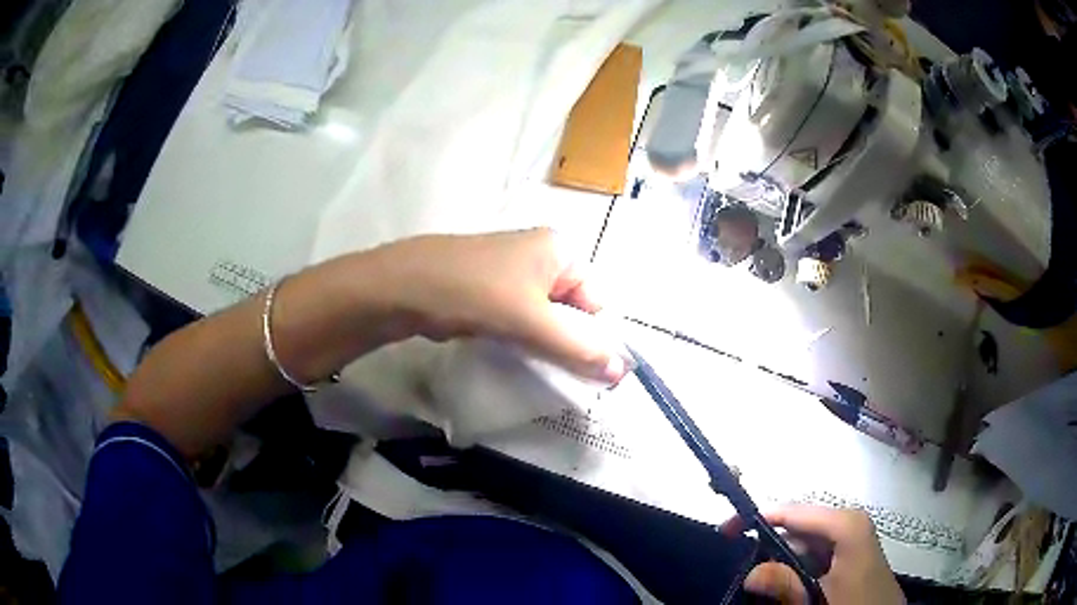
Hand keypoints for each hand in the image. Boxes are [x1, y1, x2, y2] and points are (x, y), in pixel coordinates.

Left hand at [379, 228, 628, 382]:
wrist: (405, 286)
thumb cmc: (477, 293)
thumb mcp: (533, 322)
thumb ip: (579, 348)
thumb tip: (621, 372)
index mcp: (560, 250)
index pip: (596, 301)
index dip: (594, 338)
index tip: (588, 374)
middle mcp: (540, 256)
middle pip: (571, 309)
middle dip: (569, 343)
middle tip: (564, 378)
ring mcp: (511, 272)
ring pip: (543, 317)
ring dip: (544, 344)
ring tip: (539, 370)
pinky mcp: (489, 289)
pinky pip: (519, 318)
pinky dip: (521, 338)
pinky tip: (516, 357)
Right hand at [723, 506, 904, 604]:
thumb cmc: (856, 604)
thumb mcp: (818, 598)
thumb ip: (786, 584)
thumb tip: (751, 572)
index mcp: (845, 524)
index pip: (792, 512)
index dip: (756, 518)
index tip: (726, 531)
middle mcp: (847, 524)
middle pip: (797, 529)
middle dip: (768, 548)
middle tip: (742, 572)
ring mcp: (849, 539)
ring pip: (803, 545)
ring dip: (780, 564)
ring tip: (762, 586)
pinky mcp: (848, 556)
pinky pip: (814, 557)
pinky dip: (795, 571)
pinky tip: (785, 588)